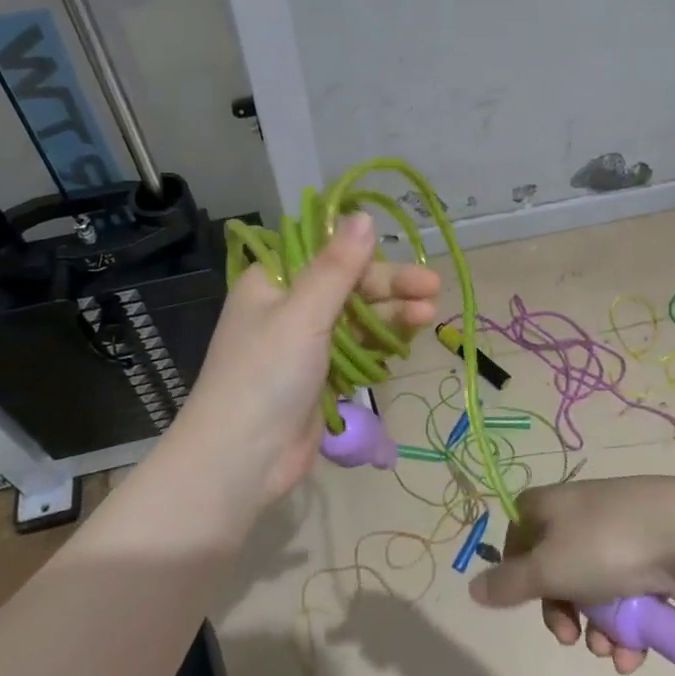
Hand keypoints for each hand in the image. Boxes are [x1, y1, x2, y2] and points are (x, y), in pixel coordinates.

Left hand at [172, 211, 439, 509]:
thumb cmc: (266, 375)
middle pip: (348, 286)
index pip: (326, 254)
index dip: (365, 252)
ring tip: (429, 314)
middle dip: (389, 287)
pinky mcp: (321, 376)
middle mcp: (288, 308)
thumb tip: (363, 215)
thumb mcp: (303, 314)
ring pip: (357, 318)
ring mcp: (305, 344)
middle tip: (432, 288)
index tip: (402, 252)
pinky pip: (357, 349)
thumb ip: (337, 266)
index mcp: (273, 282)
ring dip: (392, 314)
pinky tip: (410, 337)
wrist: (242, 460)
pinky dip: (382, 342)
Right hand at [468, 477, 674, 673]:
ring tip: (613, 651)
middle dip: (562, 613)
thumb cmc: (605, 546)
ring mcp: (617, 536)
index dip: (516, 569)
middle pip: (554, 570)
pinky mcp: (649, 559)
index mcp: (549, 506)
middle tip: (569, 637)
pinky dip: (626, 628)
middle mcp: (579, 516)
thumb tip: (472, 590)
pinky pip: (625, 597)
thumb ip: (508, 584)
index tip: (524, 598)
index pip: (517, 533)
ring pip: (592, 591)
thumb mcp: (548, 568)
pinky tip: (633, 654)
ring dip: (598, 630)